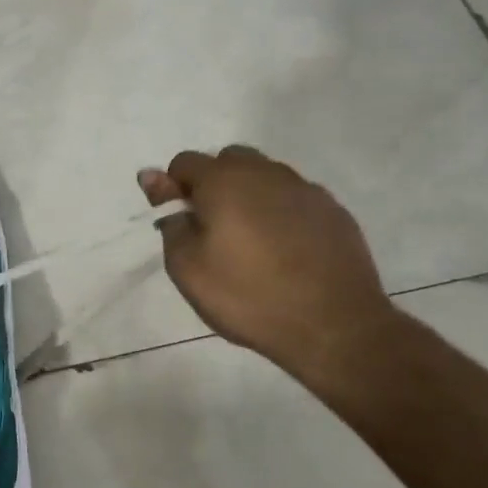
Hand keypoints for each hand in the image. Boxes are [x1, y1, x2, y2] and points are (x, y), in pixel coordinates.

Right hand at [139, 146, 396, 378]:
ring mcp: (304, 189)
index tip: (179, 223)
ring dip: (248, 196)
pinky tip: (284, 250)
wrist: (334, 326)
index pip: (184, 163)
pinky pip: (294, 198)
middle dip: (212, 185)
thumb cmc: (248, 296)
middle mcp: (265, 173)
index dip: (172, 189)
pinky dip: (280, 213)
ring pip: (264, 176)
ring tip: (250, 242)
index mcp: (224, 182)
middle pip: (228, 160)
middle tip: (212, 231)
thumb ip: (170, 219)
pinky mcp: (333, 210)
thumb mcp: (187, 268)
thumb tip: (153, 179)